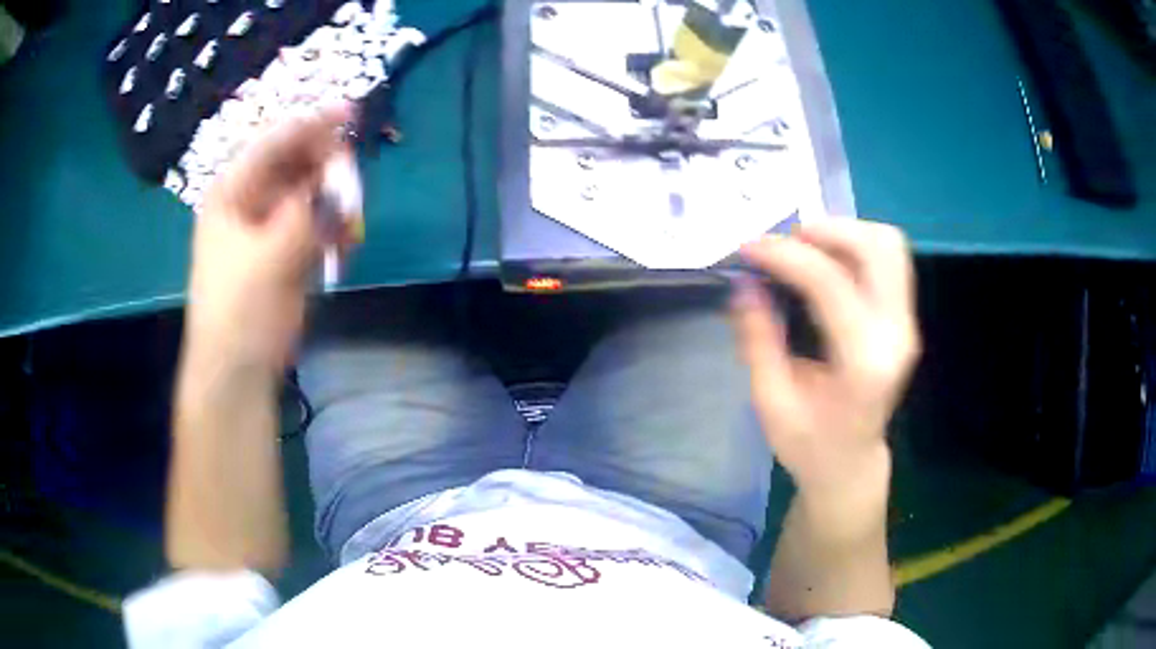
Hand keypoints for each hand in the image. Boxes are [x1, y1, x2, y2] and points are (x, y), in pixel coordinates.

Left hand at [184, 106, 355, 372]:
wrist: (238, 370)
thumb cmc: (240, 311)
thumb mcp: (268, 258)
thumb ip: (304, 214)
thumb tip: (335, 180)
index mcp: (232, 193)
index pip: (273, 143)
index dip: (310, 124)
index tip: (349, 112)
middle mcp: (251, 201)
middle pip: (296, 165)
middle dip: (327, 169)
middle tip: (351, 186)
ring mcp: (271, 226)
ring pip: (311, 194)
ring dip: (334, 203)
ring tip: (349, 225)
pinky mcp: (288, 251)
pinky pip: (318, 224)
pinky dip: (335, 229)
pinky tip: (344, 246)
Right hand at [731, 220, 920, 494]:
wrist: (850, 464)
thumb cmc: (808, 444)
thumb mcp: (770, 402)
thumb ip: (758, 339)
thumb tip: (744, 282)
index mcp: (864, 363)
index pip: (831, 284)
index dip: (786, 256)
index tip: (748, 248)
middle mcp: (897, 334)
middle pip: (877, 248)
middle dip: (825, 231)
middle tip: (782, 243)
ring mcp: (906, 323)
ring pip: (888, 245)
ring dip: (844, 233)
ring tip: (803, 248)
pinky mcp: (904, 317)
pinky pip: (887, 259)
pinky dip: (854, 245)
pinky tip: (824, 261)